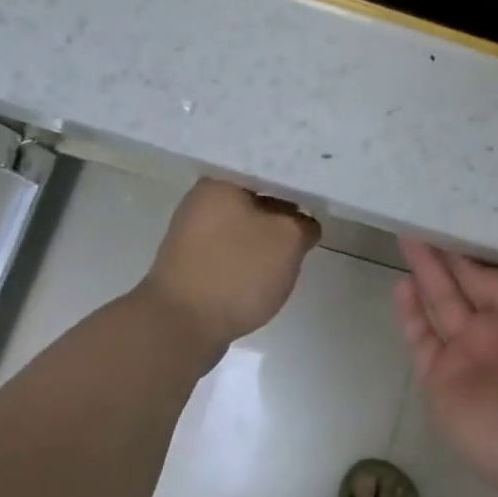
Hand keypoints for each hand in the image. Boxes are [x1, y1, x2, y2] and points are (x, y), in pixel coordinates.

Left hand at [141, 179, 320, 353]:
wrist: (180, 327)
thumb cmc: (236, 272)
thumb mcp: (289, 240)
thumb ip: (304, 223)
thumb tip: (303, 224)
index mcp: (220, 182)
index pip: (268, 169)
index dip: (297, 182)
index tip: (318, 196)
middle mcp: (201, 200)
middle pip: (256, 197)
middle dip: (283, 212)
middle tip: (310, 225)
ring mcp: (192, 233)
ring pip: (243, 224)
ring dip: (267, 237)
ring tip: (292, 251)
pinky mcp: (192, 263)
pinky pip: (230, 249)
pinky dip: (249, 258)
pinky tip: (266, 272)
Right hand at [394, 239, 497, 496]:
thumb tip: (468, 263)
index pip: (495, 271)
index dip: (473, 246)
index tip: (453, 214)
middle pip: (464, 284)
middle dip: (444, 254)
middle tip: (421, 218)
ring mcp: (468, 354)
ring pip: (441, 305)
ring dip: (425, 275)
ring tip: (407, 238)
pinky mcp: (441, 379)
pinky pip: (422, 340)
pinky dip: (410, 314)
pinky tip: (402, 285)